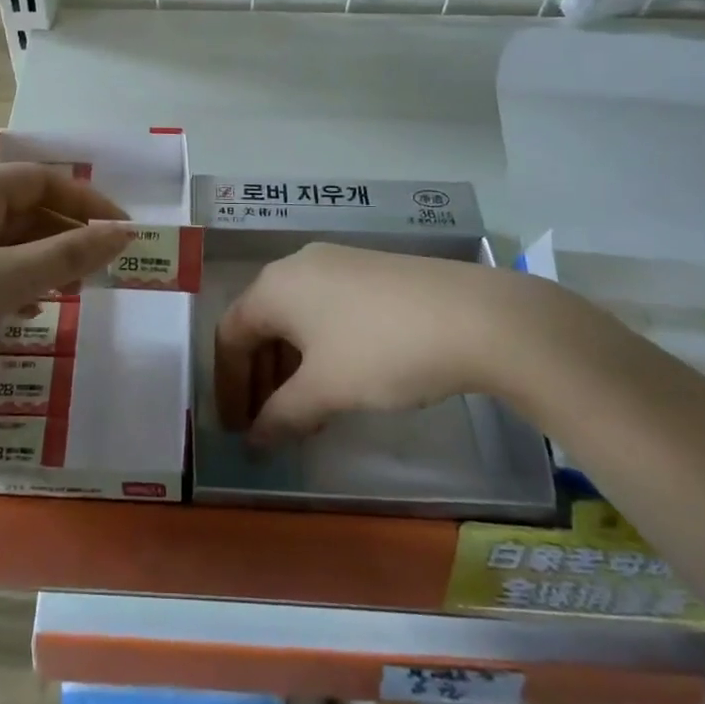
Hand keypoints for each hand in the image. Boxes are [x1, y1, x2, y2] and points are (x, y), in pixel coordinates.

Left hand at [0, 163, 131, 421]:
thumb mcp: (4, 281)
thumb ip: (68, 255)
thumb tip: (124, 233)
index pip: (40, 179)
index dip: (86, 203)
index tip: (123, 233)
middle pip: (22, 209)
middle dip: (66, 236)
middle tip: (102, 269)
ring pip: (4, 243)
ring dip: (43, 262)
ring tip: (75, 290)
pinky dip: (13, 284)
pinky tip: (29, 312)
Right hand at [214, 243, 622, 445]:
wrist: (475, 316)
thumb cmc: (382, 350)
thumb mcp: (326, 390)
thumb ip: (281, 415)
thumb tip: (254, 439)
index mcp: (274, 286)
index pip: (229, 336)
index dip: (228, 386)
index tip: (235, 430)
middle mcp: (297, 266)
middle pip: (260, 325)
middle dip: (259, 379)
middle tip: (268, 425)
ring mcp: (336, 264)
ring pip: (295, 319)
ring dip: (290, 368)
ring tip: (306, 413)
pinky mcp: (369, 271)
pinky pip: (325, 311)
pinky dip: (319, 350)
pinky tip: (341, 381)